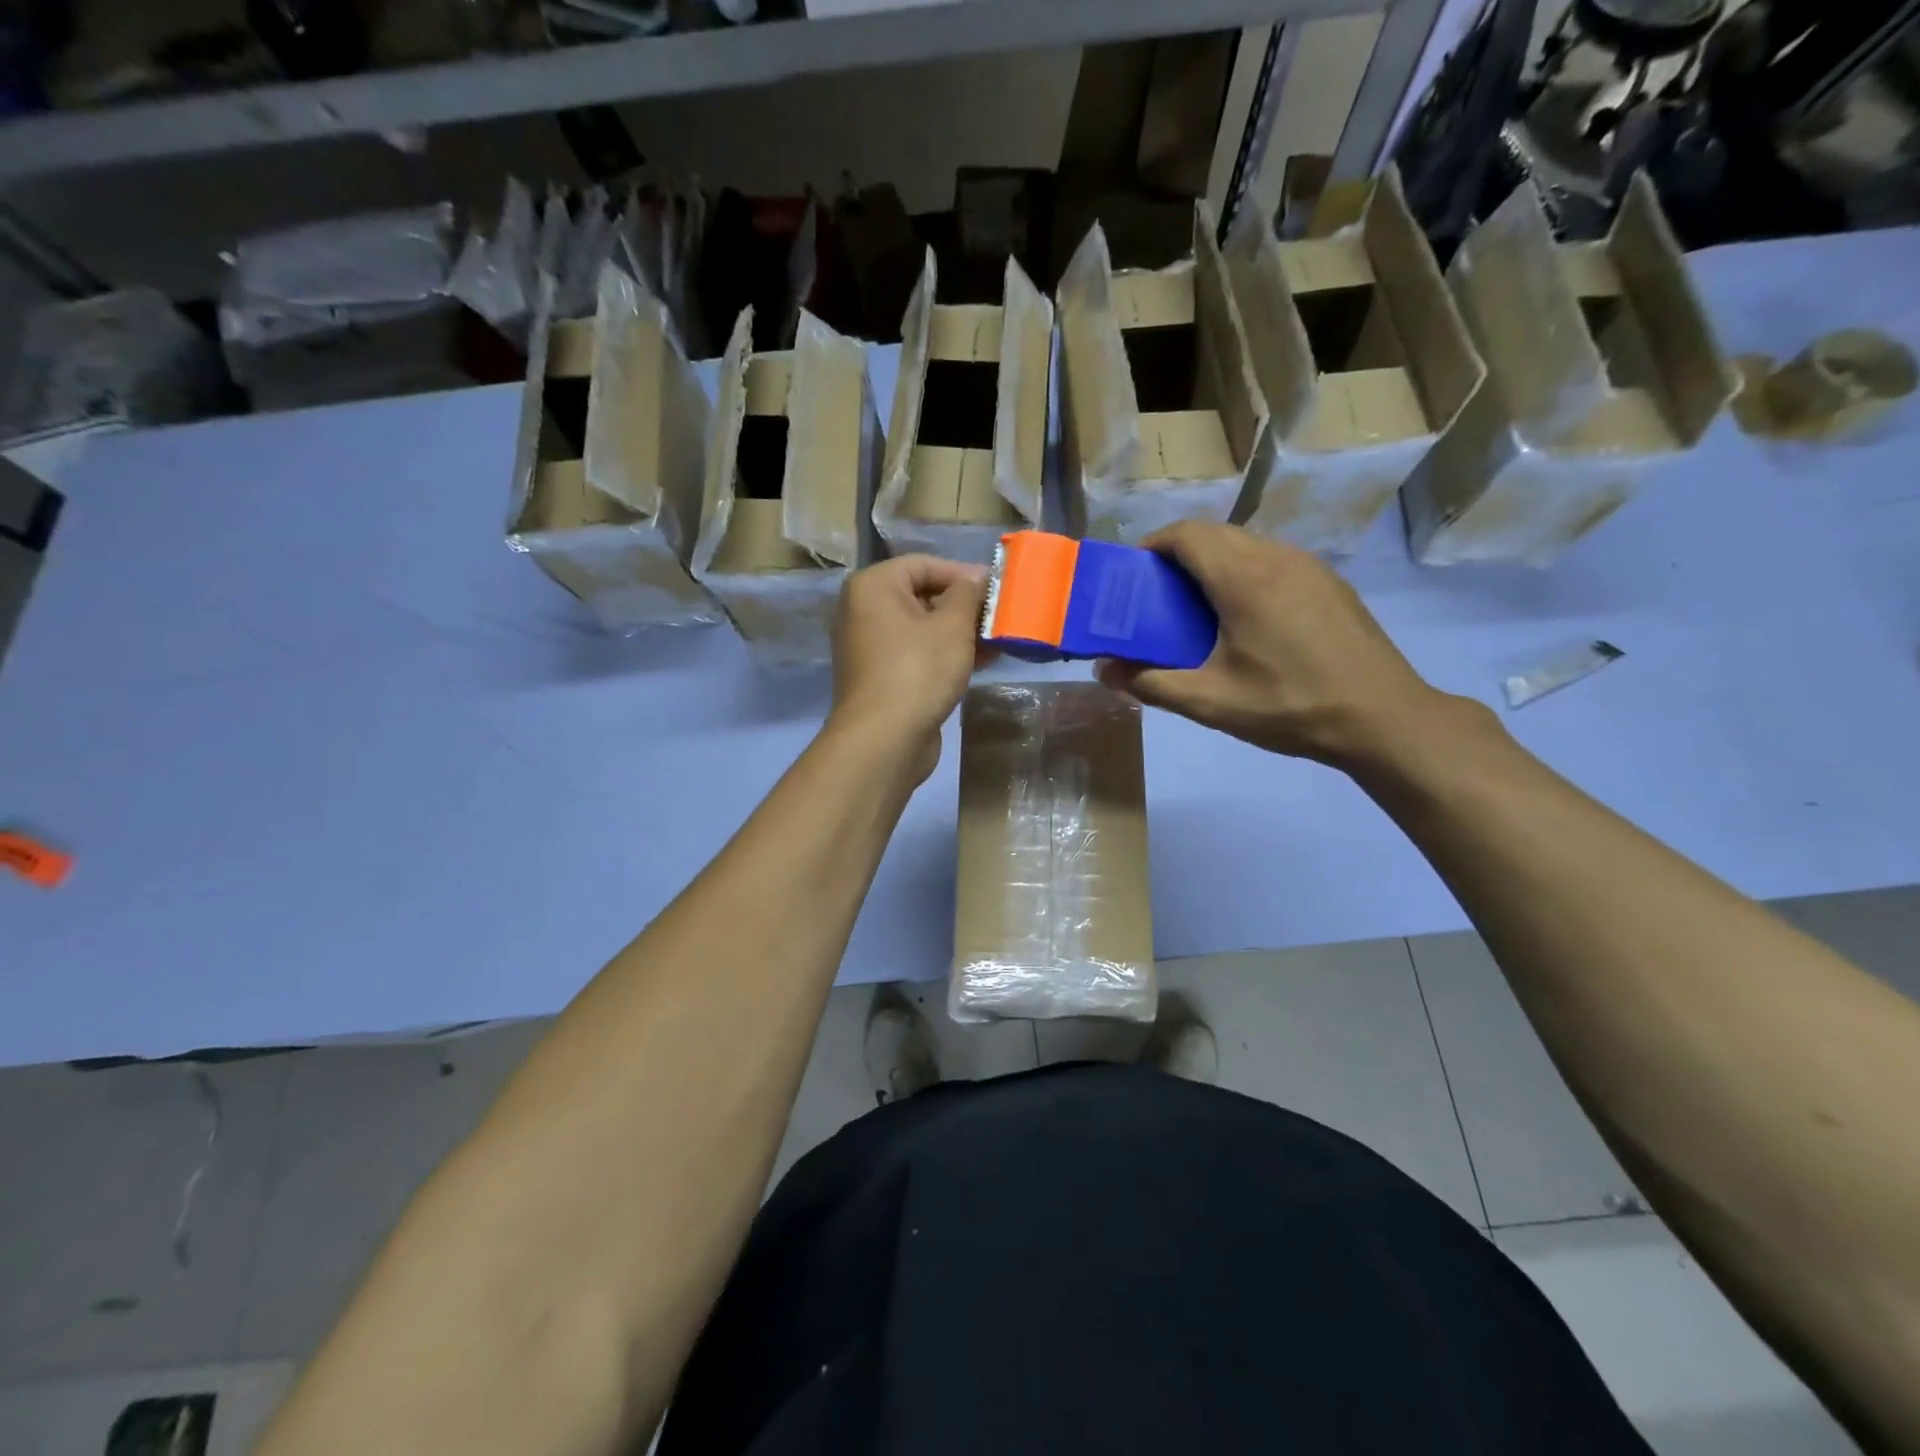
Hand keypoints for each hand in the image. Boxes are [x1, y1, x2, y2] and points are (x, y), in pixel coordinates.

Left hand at [828, 554, 986, 783]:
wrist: (884, 739)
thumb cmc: (918, 670)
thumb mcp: (952, 625)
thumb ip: (967, 595)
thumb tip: (975, 579)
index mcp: (873, 587)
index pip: (924, 564)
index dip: (963, 573)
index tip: (997, 589)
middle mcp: (864, 610)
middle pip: (922, 595)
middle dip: (964, 606)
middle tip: (1000, 617)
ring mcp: (870, 646)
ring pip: (922, 628)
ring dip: (960, 632)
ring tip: (998, 640)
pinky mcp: (881, 676)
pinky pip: (917, 653)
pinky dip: (945, 654)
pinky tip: (981, 662)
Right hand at [1097, 522, 1450, 771]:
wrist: (1383, 717)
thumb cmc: (1289, 706)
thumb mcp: (1210, 702)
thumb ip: (1150, 683)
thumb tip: (1104, 670)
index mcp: (1243, 577)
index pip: (1186, 534)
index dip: (1152, 546)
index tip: (1132, 578)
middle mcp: (1276, 557)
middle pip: (1214, 534)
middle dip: (1178, 557)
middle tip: (1158, 599)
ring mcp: (1309, 566)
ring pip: (1246, 545)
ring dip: (1213, 565)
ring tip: (1197, 611)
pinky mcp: (1329, 582)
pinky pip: (1273, 562)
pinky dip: (1245, 575)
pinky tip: (1245, 620)